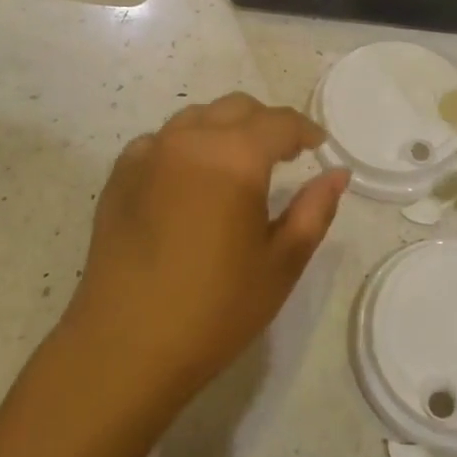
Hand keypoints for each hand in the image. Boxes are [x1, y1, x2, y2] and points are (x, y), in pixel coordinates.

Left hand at [64, 94, 348, 404]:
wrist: (124, 348)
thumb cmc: (215, 309)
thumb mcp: (281, 263)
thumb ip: (314, 209)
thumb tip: (337, 174)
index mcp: (235, 157)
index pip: (279, 122)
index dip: (304, 130)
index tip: (318, 147)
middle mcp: (189, 140)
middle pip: (237, 108)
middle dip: (266, 124)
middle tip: (283, 155)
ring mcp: (149, 154)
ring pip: (196, 118)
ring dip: (225, 129)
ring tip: (236, 165)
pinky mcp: (120, 175)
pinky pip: (161, 141)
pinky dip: (185, 146)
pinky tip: (189, 181)